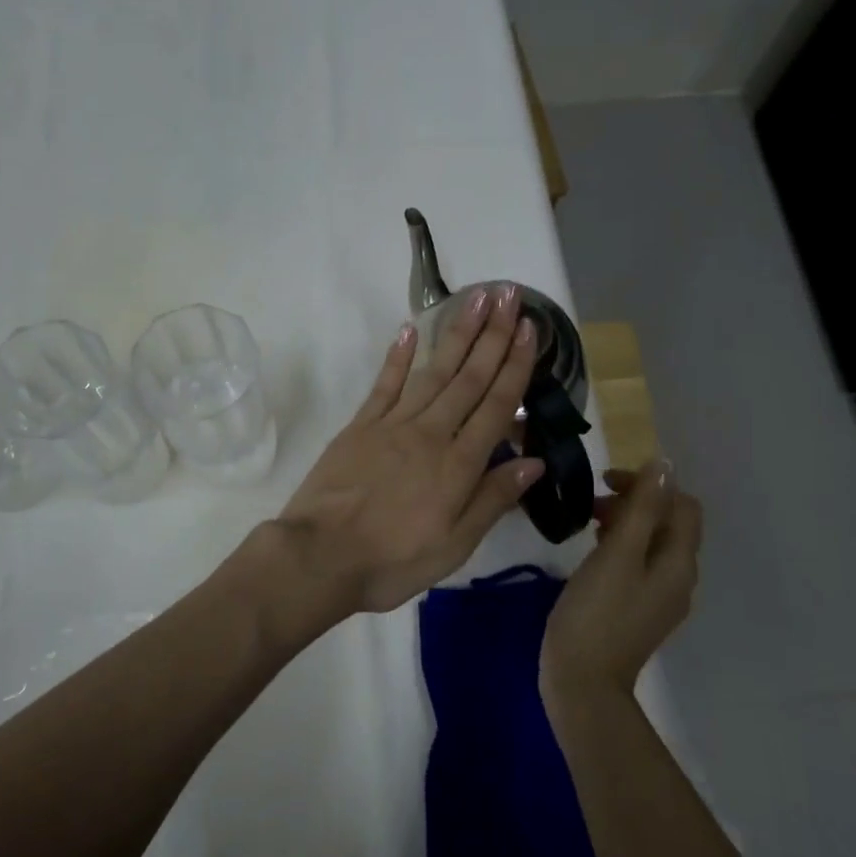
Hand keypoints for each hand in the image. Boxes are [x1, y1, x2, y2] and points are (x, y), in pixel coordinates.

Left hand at [270, 283, 542, 623]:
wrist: (320, 556)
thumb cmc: (393, 561)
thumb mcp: (455, 545)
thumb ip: (493, 499)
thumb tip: (534, 461)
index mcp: (458, 464)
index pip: (496, 405)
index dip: (516, 366)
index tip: (531, 330)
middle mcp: (430, 433)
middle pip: (469, 378)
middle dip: (493, 335)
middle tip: (510, 295)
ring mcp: (392, 425)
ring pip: (433, 372)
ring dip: (457, 334)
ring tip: (476, 299)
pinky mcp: (359, 426)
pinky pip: (384, 385)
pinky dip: (398, 356)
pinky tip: (411, 330)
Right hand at [540, 461, 702, 709]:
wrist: (583, 680)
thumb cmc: (596, 611)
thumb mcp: (617, 553)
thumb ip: (641, 508)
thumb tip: (663, 465)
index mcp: (678, 562)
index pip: (682, 505)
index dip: (649, 485)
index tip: (606, 483)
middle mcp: (679, 578)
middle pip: (669, 524)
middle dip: (636, 503)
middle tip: (593, 504)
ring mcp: (660, 598)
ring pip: (652, 544)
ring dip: (626, 524)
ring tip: (589, 524)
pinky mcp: (640, 611)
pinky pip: (639, 565)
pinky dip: (621, 548)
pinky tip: (593, 554)